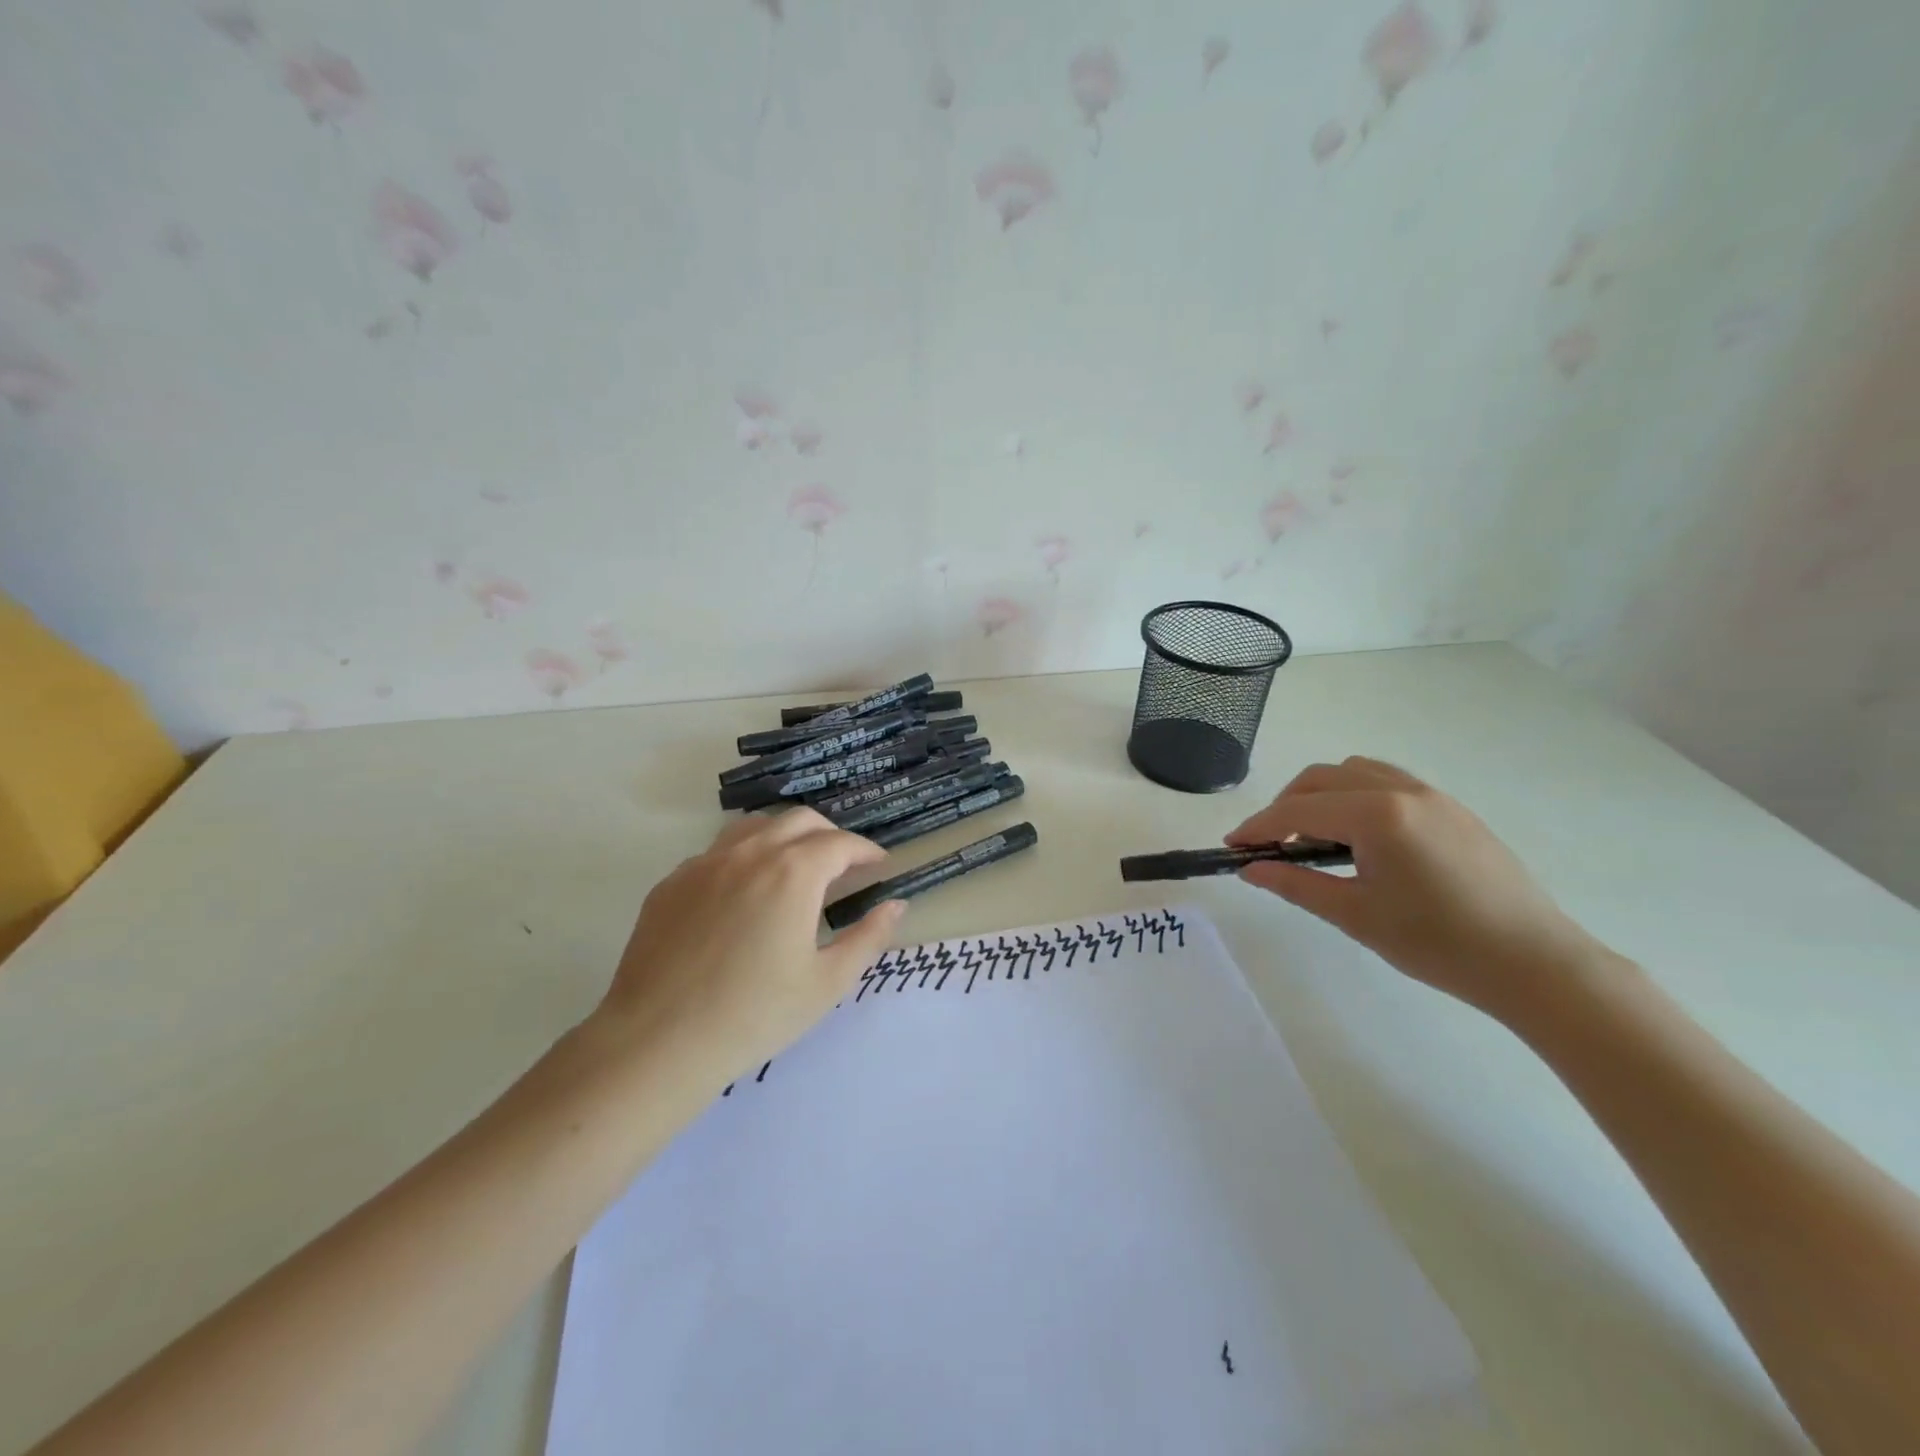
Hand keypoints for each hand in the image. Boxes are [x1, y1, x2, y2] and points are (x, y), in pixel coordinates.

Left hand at [595, 810, 904, 1082]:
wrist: (657, 1042)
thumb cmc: (754, 1015)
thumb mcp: (827, 983)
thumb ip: (868, 937)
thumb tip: (896, 906)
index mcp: (793, 873)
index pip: (840, 843)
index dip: (865, 851)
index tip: (878, 865)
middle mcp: (749, 853)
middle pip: (799, 820)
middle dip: (829, 835)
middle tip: (842, 865)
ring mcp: (704, 864)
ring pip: (754, 827)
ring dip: (784, 837)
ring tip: (794, 869)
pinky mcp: (671, 883)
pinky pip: (717, 853)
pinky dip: (744, 858)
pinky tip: (743, 895)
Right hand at [1228, 757, 1609, 1018]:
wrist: (1534, 963)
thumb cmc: (1438, 944)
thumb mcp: (1355, 916)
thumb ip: (1295, 884)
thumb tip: (1250, 869)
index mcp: (1376, 815)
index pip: (1297, 810)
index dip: (1258, 826)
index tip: (1233, 846)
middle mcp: (1402, 790)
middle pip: (1321, 778)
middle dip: (1285, 806)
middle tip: (1268, 845)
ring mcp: (1431, 795)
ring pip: (1354, 771)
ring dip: (1320, 794)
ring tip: (1311, 836)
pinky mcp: (1451, 808)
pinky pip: (1386, 781)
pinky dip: (1354, 795)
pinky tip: (1357, 835)